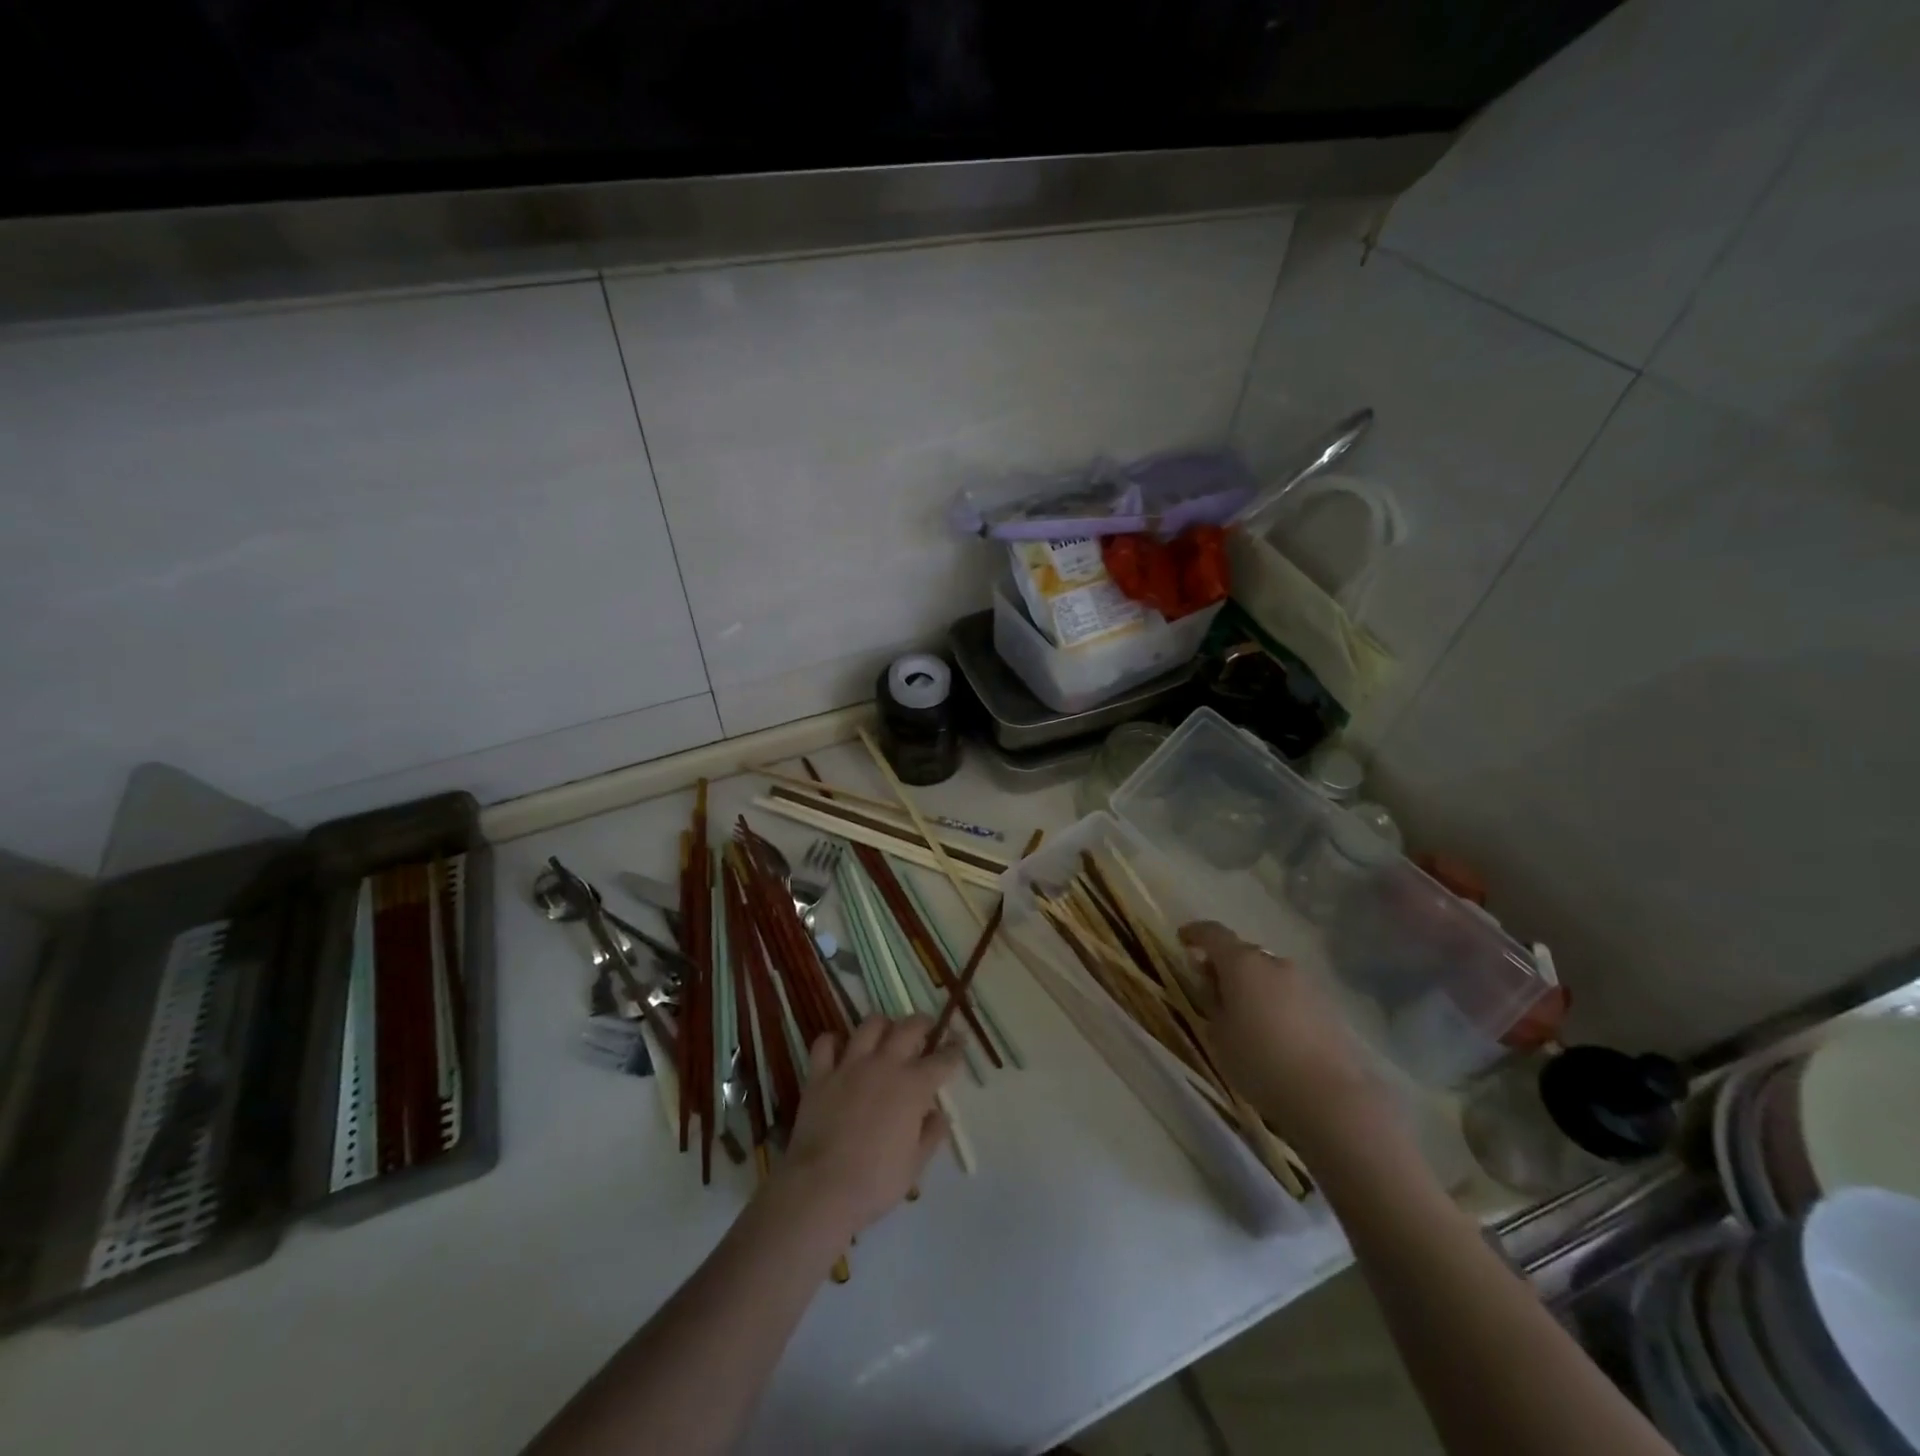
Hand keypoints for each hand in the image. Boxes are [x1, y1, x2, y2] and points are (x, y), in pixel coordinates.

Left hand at [770, 1015, 963, 1242]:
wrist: (822, 1187)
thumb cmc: (876, 1181)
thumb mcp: (916, 1164)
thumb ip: (932, 1134)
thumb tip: (939, 1115)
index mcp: (913, 1087)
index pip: (943, 1060)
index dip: (955, 1050)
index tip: (959, 1045)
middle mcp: (885, 1065)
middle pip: (909, 1027)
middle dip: (923, 1023)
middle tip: (926, 1026)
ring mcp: (850, 1065)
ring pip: (870, 1025)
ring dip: (882, 1025)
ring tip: (886, 1031)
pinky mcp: (820, 1074)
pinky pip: (825, 1043)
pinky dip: (833, 1041)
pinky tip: (839, 1049)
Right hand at [1179, 920, 1384, 1155]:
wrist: (1330, 1096)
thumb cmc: (1260, 1061)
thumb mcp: (1218, 1034)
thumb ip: (1212, 1002)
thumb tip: (1216, 986)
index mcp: (1242, 963)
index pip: (1213, 933)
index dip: (1195, 933)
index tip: (1183, 941)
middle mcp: (1275, 962)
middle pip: (1243, 954)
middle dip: (1226, 967)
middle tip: (1213, 991)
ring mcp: (1306, 983)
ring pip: (1270, 975)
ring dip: (1254, 986)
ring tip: (1246, 1017)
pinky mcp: (1327, 1006)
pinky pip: (1291, 995)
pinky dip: (1277, 1004)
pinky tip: (1275, 1034)